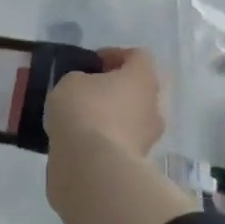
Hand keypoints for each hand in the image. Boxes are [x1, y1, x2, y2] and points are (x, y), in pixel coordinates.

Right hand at [44, 48, 164, 159]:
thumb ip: (81, 79)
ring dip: (114, 117)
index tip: (92, 63)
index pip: (138, 56)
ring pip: (133, 119)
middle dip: (117, 89)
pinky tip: (84, 144)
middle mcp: (154, 105)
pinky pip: (123, 143)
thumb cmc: (84, 111)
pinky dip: (108, 141)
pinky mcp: (138, 164)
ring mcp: (149, 137)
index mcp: (143, 77)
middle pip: (139, 89)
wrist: (91, 168)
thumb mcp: (70, 82)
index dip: (115, 55)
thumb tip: (86, 89)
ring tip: (83, 121)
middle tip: (89, 91)